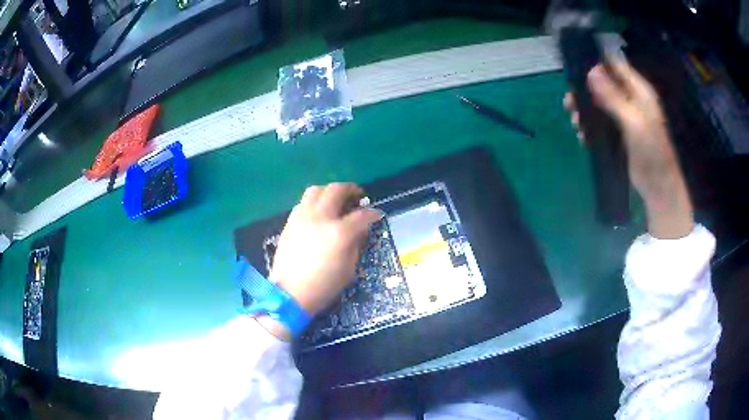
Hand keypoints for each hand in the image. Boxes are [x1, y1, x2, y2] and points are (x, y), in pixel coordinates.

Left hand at [257, 183, 381, 339]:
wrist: (291, 293)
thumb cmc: (324, 286)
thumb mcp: (349, 268)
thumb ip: (356, 243)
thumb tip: (360, 229)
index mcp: (339, 232)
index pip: (361, 215)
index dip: (373, 213)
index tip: (377, 214)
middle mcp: (320, 218)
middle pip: (337, 190)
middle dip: (351, 189)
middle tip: (357, 195)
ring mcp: (303, 217)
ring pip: (316, 190)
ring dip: (329, 191)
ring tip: (336, 199)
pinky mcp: (290, 222)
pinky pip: (303, 202)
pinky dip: (314, 202)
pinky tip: (319, 212)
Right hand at [564, 61, 693, 238]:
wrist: (659, 187)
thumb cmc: (652, 151)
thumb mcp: (633, 120)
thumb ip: (613, 96)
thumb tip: (591, 71)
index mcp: (639, 91)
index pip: (615, 66)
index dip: (596, 64)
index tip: (576, 69)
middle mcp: (632, 100)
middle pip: (604, 85)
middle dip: (586, 92)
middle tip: (569, 102)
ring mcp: (626, 118)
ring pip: (601, 105)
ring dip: (586, 112)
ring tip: (575, 123)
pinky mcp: (621, 135)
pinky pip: (602, 124)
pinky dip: (592, 128)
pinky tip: (583, 136)